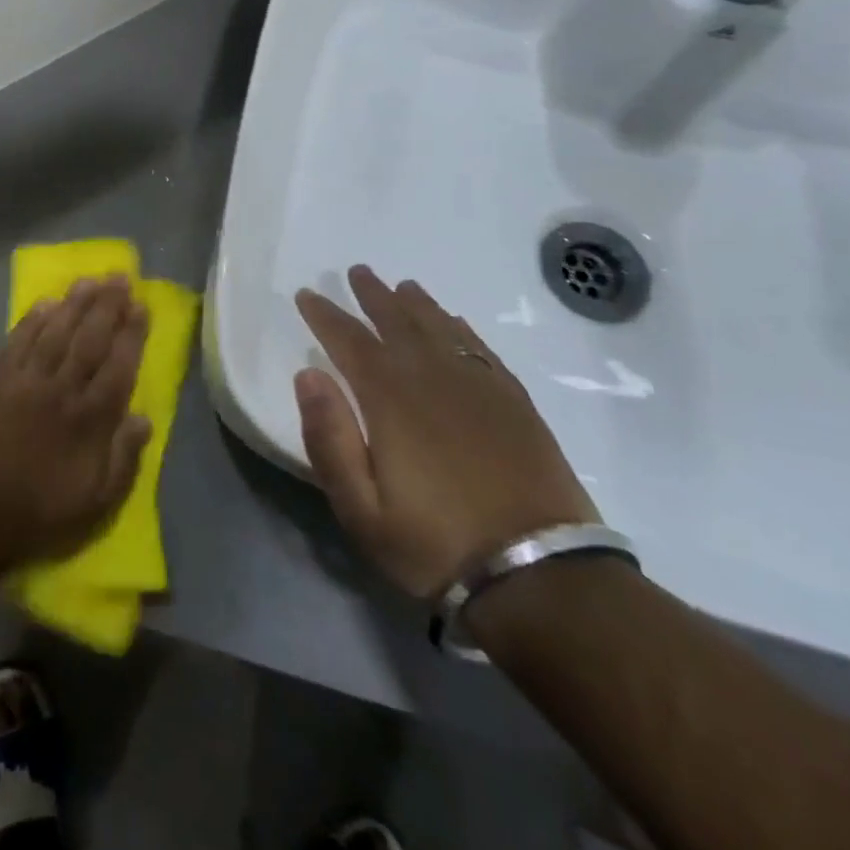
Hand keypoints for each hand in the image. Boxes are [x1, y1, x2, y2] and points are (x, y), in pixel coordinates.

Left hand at [0, 277, 151, 564]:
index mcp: (90, 419)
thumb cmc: (43, 510)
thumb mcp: (98, 501)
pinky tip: (44, 303)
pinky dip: (31, 320)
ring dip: (73, 304)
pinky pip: (17, 342)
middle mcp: (62, 390)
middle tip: (119, 276)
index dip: (132, 334)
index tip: (141, 305)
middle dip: (107, 306)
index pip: (118, 366)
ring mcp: (26, 381)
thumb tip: (144, 418)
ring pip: (55, 332)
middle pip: (89, 339)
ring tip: (89, 280)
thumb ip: (124, 458)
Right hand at [294, 265, 597, 599]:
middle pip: (397, 322)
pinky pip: (480, 350)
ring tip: (402, 286)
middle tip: (357, 272)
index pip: (348, 341)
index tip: (307, 294)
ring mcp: (479, 388)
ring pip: (440, 328)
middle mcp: (432, 379)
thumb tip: (308, 373)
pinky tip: (454, 322)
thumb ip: (329, 439)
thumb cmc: (435, 545)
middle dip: (372, 296)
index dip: (325, 315)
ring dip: (416, 303)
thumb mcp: (361, 509)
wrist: (541, 578)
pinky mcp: (515, 404)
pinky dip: (461, 329)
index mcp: (390, 399)